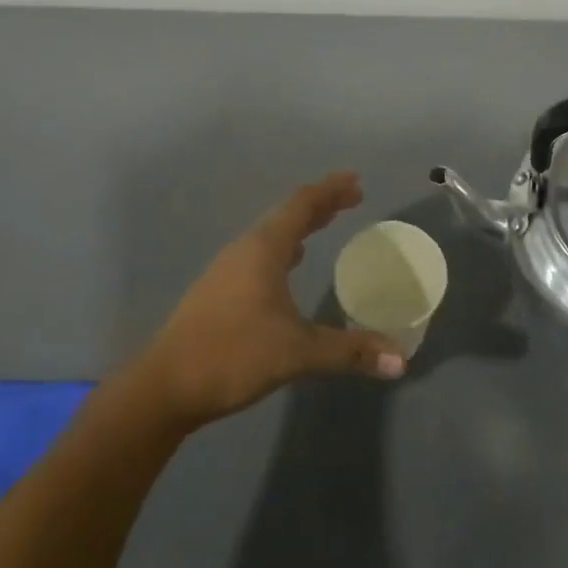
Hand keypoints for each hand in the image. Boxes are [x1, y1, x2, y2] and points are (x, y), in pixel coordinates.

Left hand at [130, 171, 406, 431]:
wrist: (165, 386)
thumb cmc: (233, 355)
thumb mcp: (297, 352)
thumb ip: (350, 352)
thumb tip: (402, 359)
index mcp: (264, 249)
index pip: (302, 206)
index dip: (330, 191)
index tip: (356, 181)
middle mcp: (245, 250)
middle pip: (287, 215)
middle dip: (320, 205)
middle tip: (351, 198)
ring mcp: (227, 269)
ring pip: (271, 235)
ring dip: (300, 226)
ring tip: (324, 224)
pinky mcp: (218, 291)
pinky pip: (259, 254)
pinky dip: (283, 249)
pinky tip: (288, 266)